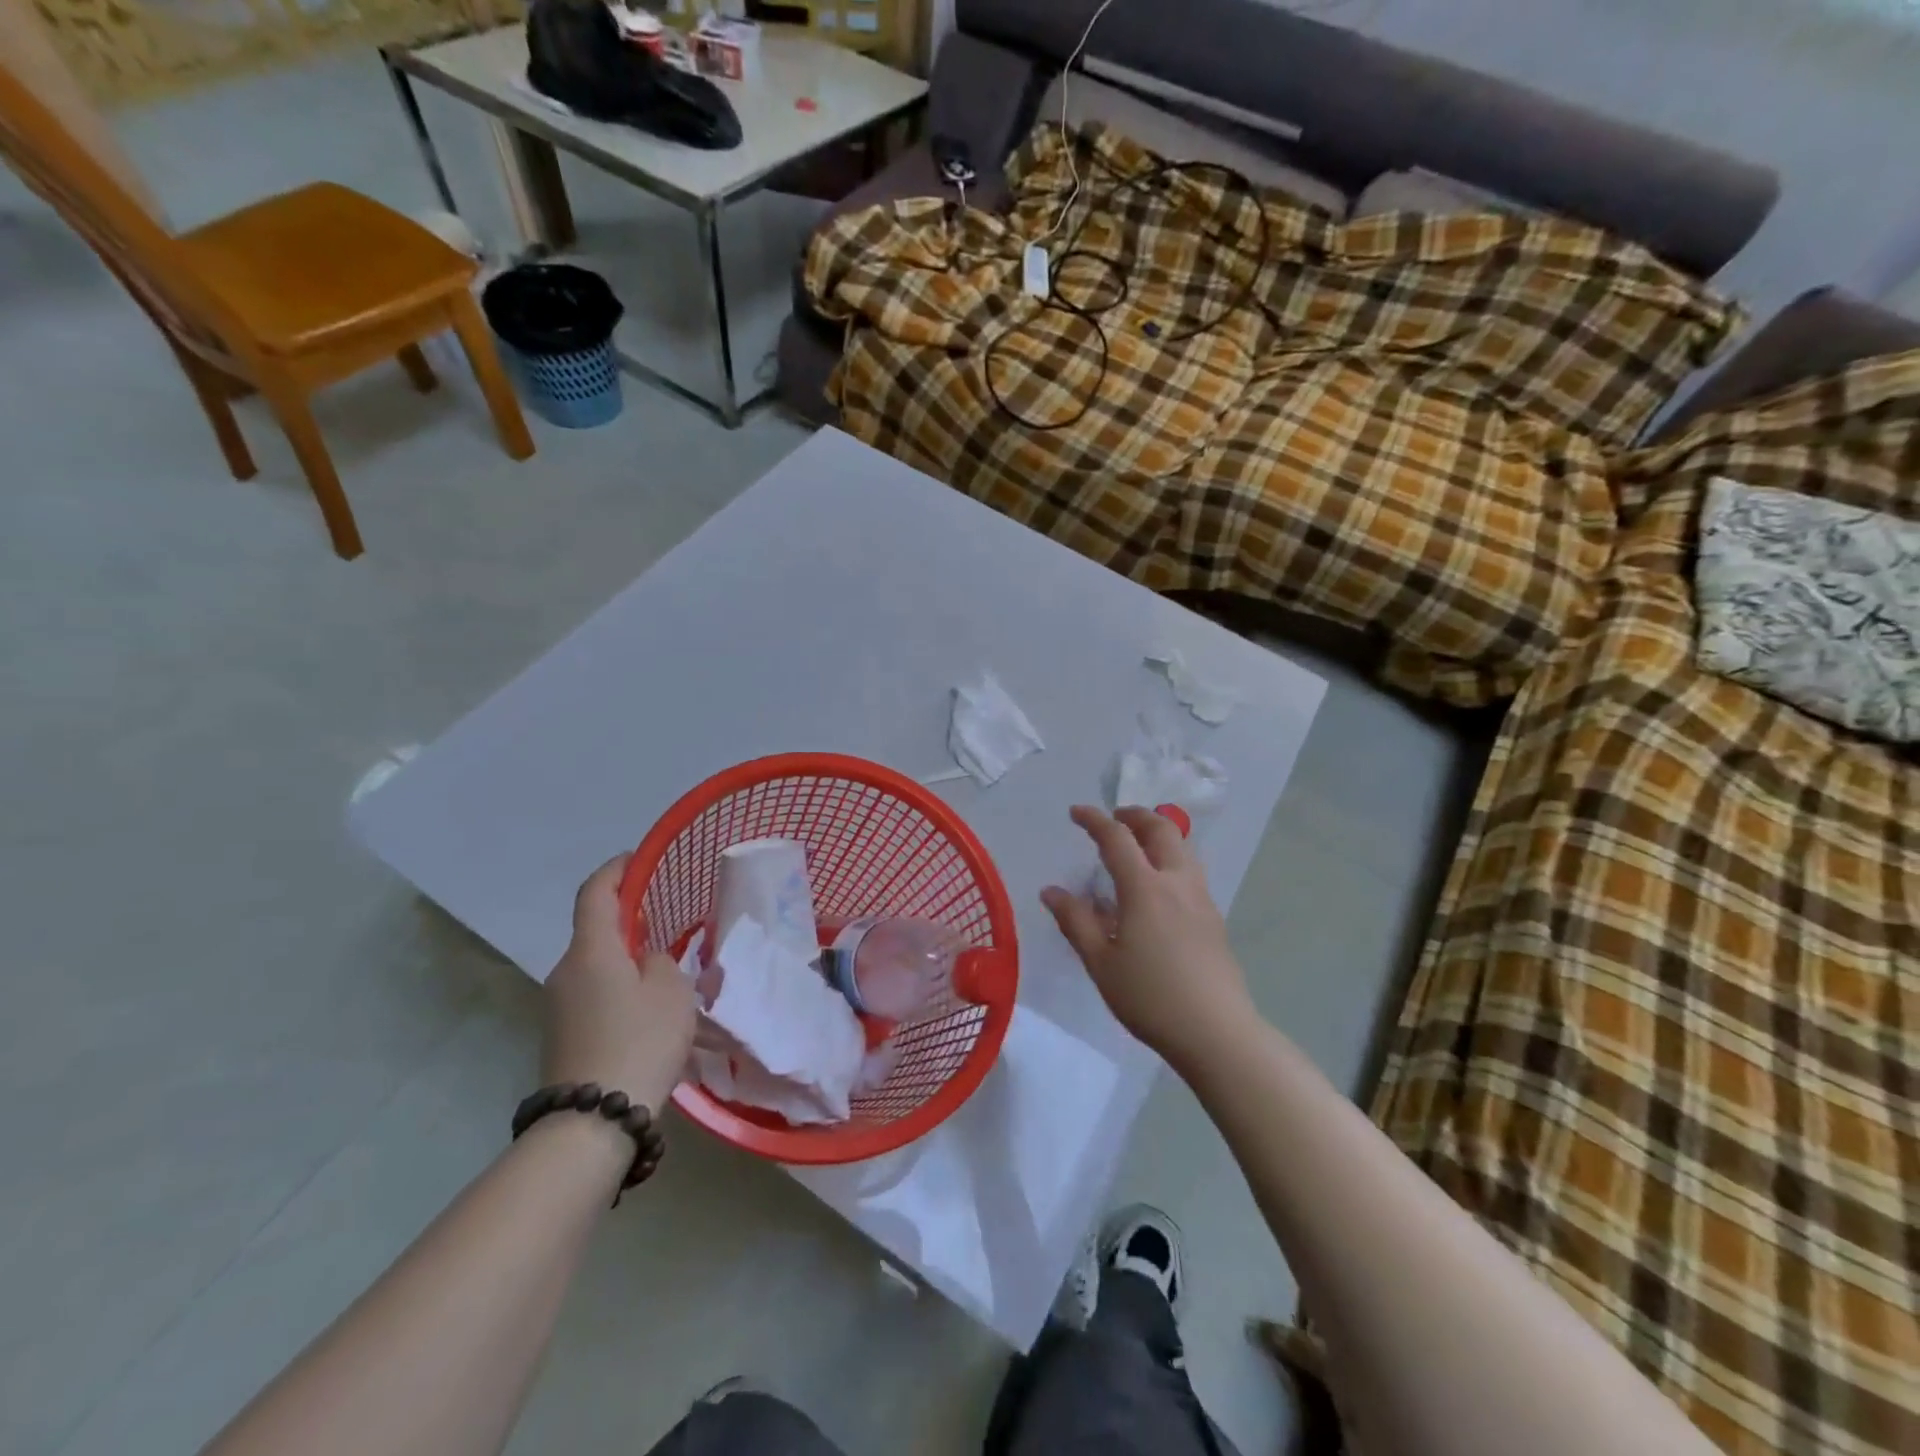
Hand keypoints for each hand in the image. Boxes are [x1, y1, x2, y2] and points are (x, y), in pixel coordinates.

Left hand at [544, 857, 697, 1115]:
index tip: (639, 859)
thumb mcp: (670, 990)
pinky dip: (618, 986)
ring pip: (596, 964)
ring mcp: (558, 1005)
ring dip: (625, 958)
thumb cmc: (639, 1040)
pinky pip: (593, 993)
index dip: (616, 869)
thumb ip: (660, 961)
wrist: (592, 1121)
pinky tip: (648, 1007)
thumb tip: (644, 961)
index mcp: (591, 950)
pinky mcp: (562, 1034)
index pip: (595, 892)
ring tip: (666, 970)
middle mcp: (565, 970)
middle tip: (667, 920)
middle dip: (628, 919)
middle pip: (595, 930)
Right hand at [1042, 806, 1252, 1069]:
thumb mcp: (1100, 962)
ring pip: (1183, 848)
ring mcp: (1201, 899)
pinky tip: (1158, 888)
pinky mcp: (1214, 918)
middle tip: (1115, 817)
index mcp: (1145, 888)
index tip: (1076, 812)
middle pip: (1161, 830)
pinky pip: (1191, 872)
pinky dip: (1171, 859)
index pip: (1117, 838)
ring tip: (1138, 846)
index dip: (1095, 819)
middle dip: (1136, 816)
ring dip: (1158, 834)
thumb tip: (1051, 891)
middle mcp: (1176, 882)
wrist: (1216, 1031)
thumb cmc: (1149, 997)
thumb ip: (1075, 921)